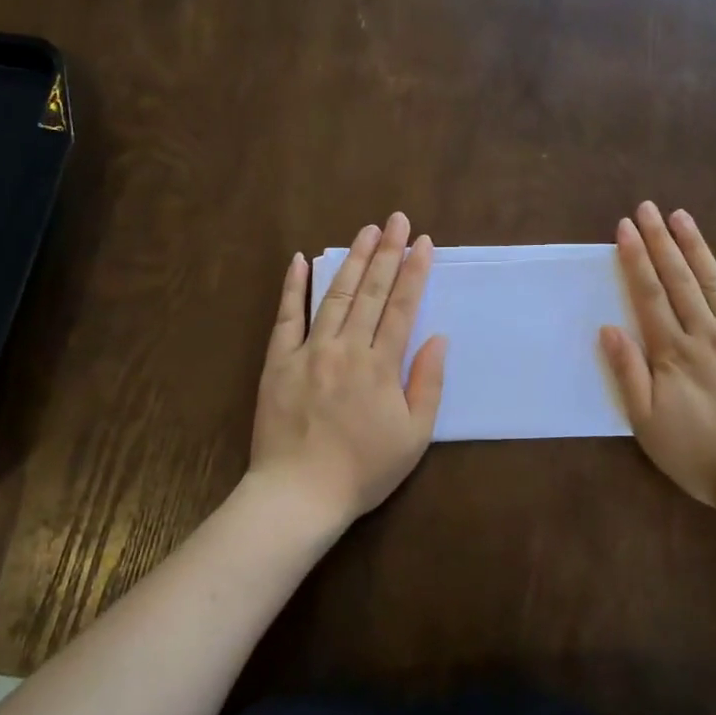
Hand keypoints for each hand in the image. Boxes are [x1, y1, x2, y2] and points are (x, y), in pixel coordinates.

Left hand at [251, 212, 447, 525]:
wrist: (298, 495)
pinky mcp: (278, 362)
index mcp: (380, 366)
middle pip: (371, 291)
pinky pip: (286, 317)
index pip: (402, 307)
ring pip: (335, 295)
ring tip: (366, 230)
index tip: (423, 242)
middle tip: (396, 219)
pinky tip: (300, 260)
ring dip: (352, 260)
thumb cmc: (363, 470)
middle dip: (387, 252)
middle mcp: (345, 348)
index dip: (414, 272)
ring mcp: (308, 351)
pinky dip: (293, 287)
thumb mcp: (413, 436)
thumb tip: (438, 338)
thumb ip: (428, 384)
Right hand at [600, 201, 715, 517]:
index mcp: (674, 354)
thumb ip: (628, 374)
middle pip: (679, 280)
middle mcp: (707, 336)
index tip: (624, 228)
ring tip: (681, 216)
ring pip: (715, 284)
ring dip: (696, 247)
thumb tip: (608, 328)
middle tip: (648, 208)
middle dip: (661, 241)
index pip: (649, 296)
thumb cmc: (700, 457)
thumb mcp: (648, 426)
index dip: (635, 260)